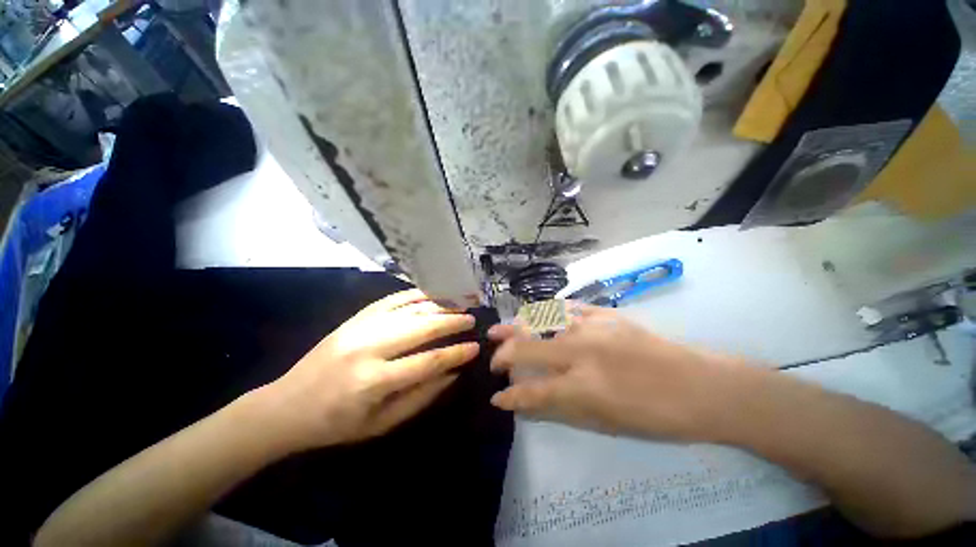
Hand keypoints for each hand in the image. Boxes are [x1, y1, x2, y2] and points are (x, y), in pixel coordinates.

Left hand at [255, 289, 479, 451]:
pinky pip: (391, 300)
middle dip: (452, 321)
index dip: (456, 353)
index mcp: (374, 381)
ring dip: (438, 305)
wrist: (286, 406)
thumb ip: (421, 397)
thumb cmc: (336, 424)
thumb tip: (453, 373)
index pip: (428, 361)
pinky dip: (414, 295)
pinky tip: (431, 294)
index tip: (476, 347)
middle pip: (422, 327)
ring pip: (409, 309)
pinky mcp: (354, 318)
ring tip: (458, 304)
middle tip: (471, 319)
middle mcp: (369, 348)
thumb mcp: (382, 424)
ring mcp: (360, 328)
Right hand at [488, 304, 756, 440]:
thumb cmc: (656, 415)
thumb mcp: (606, 423)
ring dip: (518, 326)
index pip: (531, 390)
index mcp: (583, 386)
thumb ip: (562, 409)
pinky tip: (540, 316)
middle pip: (527, 347)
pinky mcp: (607, 313)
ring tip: (503, 329)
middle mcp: (581, 351)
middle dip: (503, 354)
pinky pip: (569, 308)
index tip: (496, 397)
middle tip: (494, 358)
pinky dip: (549, 313)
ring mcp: (593, 326)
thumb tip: (530, 403)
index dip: (509, 396)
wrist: (703, 386)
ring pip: (542, 320)